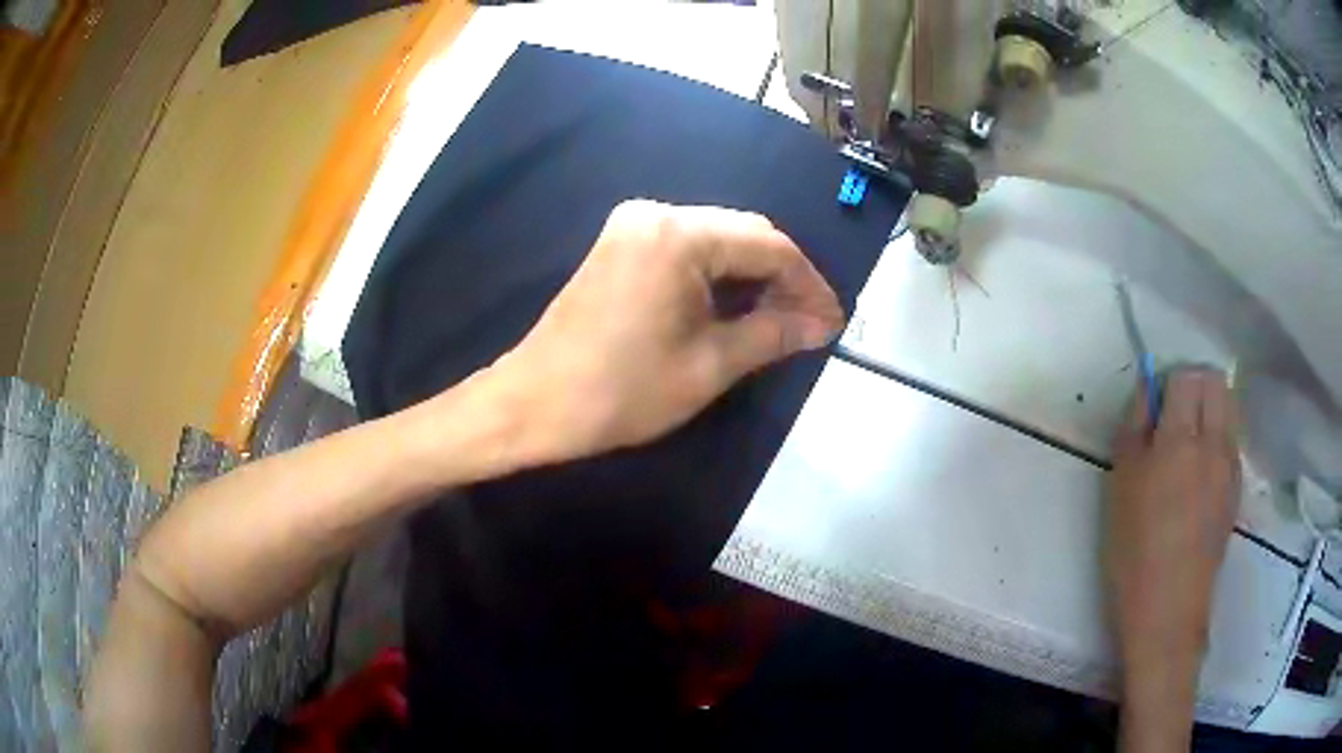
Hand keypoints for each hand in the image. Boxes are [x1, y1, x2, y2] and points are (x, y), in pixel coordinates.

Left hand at [491, 200, 842, 462]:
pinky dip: (718, 277)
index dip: (808, 283)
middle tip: (810, 323)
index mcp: (678, 235)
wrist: (534, 404)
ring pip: (717, 241)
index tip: (832, 321)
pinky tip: (737, 308)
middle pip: (743, 235)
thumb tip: (823, 324)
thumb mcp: (709, 366)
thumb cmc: (621, 391)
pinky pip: (687, 250)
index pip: (768, 245)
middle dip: (783, 278)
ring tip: (781, 321)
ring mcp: (633, 226)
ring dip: (752, 278)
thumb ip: (774, 334)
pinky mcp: (621, 244)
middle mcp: (656, 214)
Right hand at [1106, 368, 1240, 750]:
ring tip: (1188, 444)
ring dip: (1211, 409)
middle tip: (1173, 416)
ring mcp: (1230, 467)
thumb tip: (1146, 392)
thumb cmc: (1134, 553)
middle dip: (1195, 385)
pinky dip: (1219, 439)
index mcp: (1180, 440)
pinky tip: (1200, 476)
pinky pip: (1232, 442)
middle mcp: (1214, 443)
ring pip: (1229, 408)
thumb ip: (1134, 429)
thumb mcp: (1120, 488)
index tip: (1154, 406)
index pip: (1186, 375)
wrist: (1168, 612)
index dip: (1168, 381)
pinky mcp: (1236, 490)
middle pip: (1216, 382)